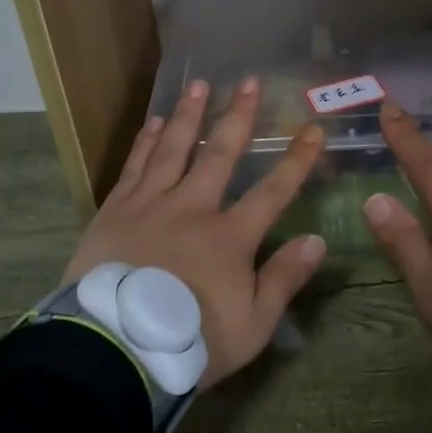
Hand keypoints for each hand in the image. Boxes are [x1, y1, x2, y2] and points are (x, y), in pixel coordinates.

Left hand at [64, 78, 326, 388]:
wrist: (113, 350)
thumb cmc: (189, 343)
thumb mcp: (252, 326)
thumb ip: (283, 280)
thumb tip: (317, 241)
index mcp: (230, 237)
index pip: (273, 191)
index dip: (297, 160)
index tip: (313, 130)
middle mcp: (193, 208)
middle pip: (220, 154)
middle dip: (237, 116)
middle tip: (248, 81)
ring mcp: (151, 204)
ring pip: (174, 149)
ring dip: (188, 115)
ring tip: (199, 85)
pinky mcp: (116, 210)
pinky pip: (135, 166)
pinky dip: (146, 142)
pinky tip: (153, 122)